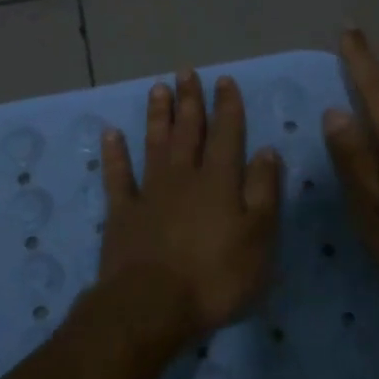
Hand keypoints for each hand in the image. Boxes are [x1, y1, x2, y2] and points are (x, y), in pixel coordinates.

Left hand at [99, 70, 283, 336]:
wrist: (152, 306)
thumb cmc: (216, 277)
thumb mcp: (259, 238)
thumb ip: (264, 191)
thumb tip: (268, 150)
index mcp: (219, 182)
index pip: (227, 134)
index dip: (227, 106)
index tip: (224, 81)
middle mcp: (184, 177)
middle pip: (188, 132)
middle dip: (190, 101)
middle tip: (187, 72)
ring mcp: (149, 193)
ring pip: (155, 145)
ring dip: (158, 116)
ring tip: (158, 89)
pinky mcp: (122, 214)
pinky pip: (118, 176)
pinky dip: (114, 154)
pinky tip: (111, 134)